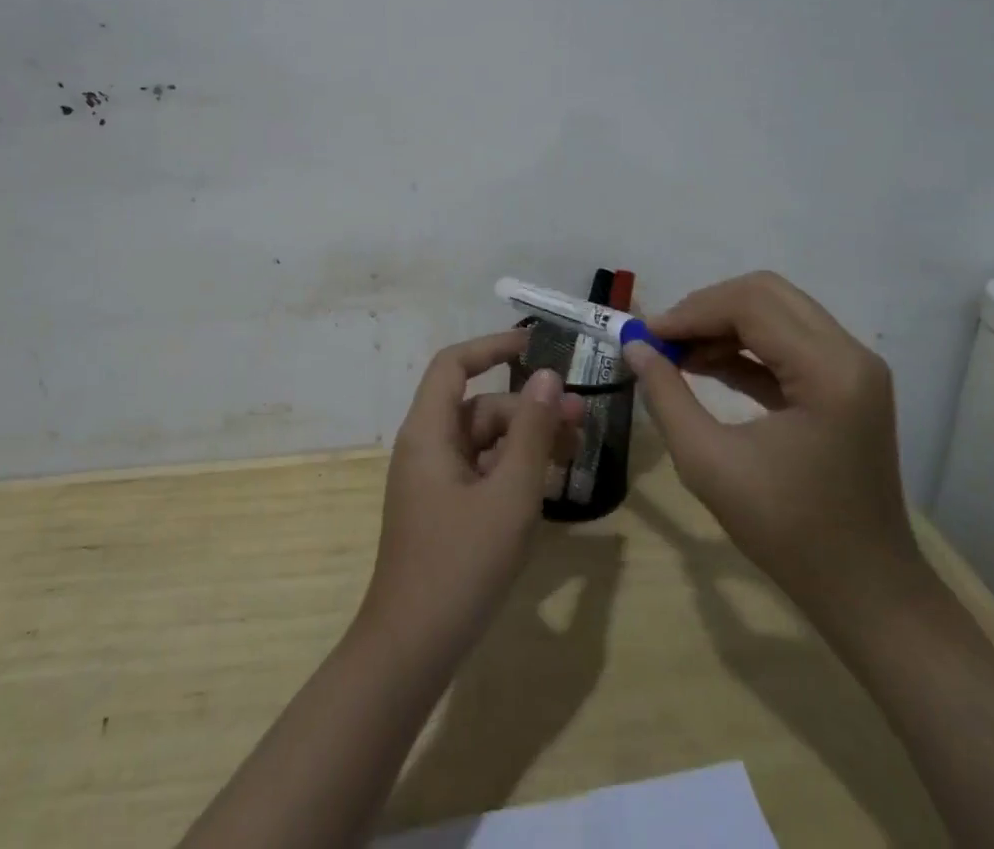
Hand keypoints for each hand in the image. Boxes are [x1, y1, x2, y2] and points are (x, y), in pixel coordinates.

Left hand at [361, 330, 584, 661]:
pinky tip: (550, 482)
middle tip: (582, 420)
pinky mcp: (444, 508)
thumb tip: (548, 376)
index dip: (492, 346)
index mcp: (429, 431)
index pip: (454, 364)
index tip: (537, 344)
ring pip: (485, 440)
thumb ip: (532, 433)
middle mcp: (427, 446)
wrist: (412, 649)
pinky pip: (482, 470)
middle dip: (530, 407)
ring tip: (576, 450)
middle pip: (480, 406)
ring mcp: (434, 480)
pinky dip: (514, 469)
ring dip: (528, 439)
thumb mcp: (510, 495)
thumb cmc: (460, 565)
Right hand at [622, 272, 921, 629]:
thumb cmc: (789, 533)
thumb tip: (634, 346)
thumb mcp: (710, 464)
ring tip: (676, 353)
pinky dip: (743, 345)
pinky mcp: (845, 384)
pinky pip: (787, 342)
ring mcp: (852, 368)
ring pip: (776, 312)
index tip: (646, 336)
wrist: (866, 593)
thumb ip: (667, 396)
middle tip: (663, 339)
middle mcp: (850, 354)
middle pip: (766, 294)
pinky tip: (703, 365)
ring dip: (723, 323)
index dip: (691, 313)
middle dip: (706, 308)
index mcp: (829, 371)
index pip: (750, 306)